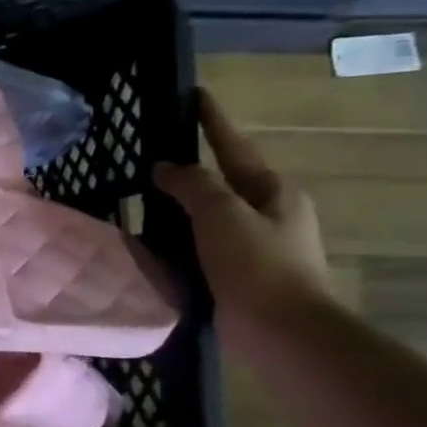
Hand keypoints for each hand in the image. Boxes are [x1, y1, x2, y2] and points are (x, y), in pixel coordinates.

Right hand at [153, 88, 330, 346]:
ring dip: (181, 207)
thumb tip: (166, 167)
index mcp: (273, 191)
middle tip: (155, 154)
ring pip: (211, 215)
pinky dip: (180, 239)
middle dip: (193, 167)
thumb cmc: (257, 265)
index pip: (234, 145)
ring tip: (144, 198)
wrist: (282, 334)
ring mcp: (256, 246)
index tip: (193, 93)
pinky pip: (203, 245)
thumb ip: (193, 184)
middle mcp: (269, 213)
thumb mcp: (222, 214)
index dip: (212, 120)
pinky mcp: (240, 275)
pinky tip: (154, 242)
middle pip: (224, 180)